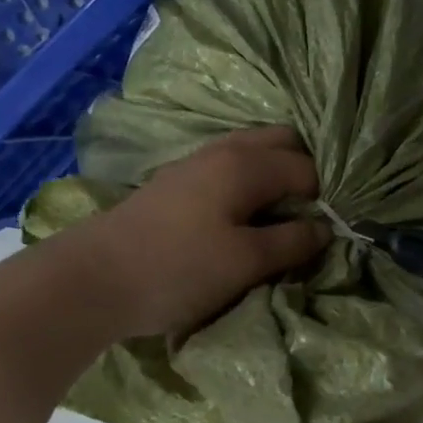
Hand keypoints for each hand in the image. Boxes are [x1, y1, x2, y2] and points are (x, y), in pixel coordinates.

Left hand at [80, 127, 329, 337]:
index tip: (330, 232)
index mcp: (246, 163)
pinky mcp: (177, 183)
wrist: (92, 279)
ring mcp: (196, 163)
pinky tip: (247, 218)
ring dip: (276, 178)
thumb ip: (292, 241)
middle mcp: (224, 150)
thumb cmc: (178, 269)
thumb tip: (326, 228)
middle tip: (310, 217)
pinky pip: (230, 170)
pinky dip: (251, 185)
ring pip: (253, 154)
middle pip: (282, 143)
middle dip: (305, 173)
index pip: (308, 168)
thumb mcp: (246, 262)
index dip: (327, 198)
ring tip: (284, 220)